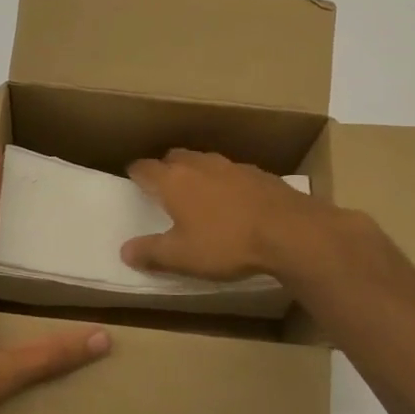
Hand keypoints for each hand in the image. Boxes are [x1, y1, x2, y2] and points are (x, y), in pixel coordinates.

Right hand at [120, 148, 331, 280]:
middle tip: (164, 185)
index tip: (132, 178)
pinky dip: (225, 182)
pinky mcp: (259, 173)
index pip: (145, 167)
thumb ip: (151, 252)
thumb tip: (125, 251)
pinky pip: (232, 172)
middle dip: (166, 167)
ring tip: (198, 192)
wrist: (289, 231)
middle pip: (175, 156)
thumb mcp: (181, 257)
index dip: (136, 173)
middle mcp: (200, 164)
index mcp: (174, 180)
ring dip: (197, 172)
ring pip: (205, 161)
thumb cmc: (226, 243)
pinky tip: (233, 200)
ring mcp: (232, 165)